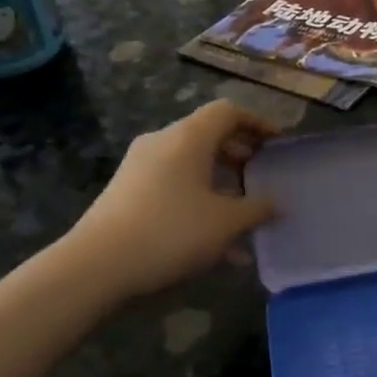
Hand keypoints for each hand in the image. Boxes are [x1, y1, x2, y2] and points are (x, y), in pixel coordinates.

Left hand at [56, 101, 278, 303]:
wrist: (96, 265)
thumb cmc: (171, 231)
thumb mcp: (226, 223)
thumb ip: (257, 209)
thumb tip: (276, 202)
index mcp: (189, 138)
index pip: (228, 112)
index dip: (258, 122)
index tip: (279, 143)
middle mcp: (163, 143)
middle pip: (209, 136)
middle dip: (241, 154)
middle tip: (264, 175)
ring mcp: (141, 167)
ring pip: (192, 165)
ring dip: (222, 184)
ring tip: (245, 215)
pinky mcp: (128, 192)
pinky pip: (175, 186)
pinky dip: (200, 202)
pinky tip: (217, 243)